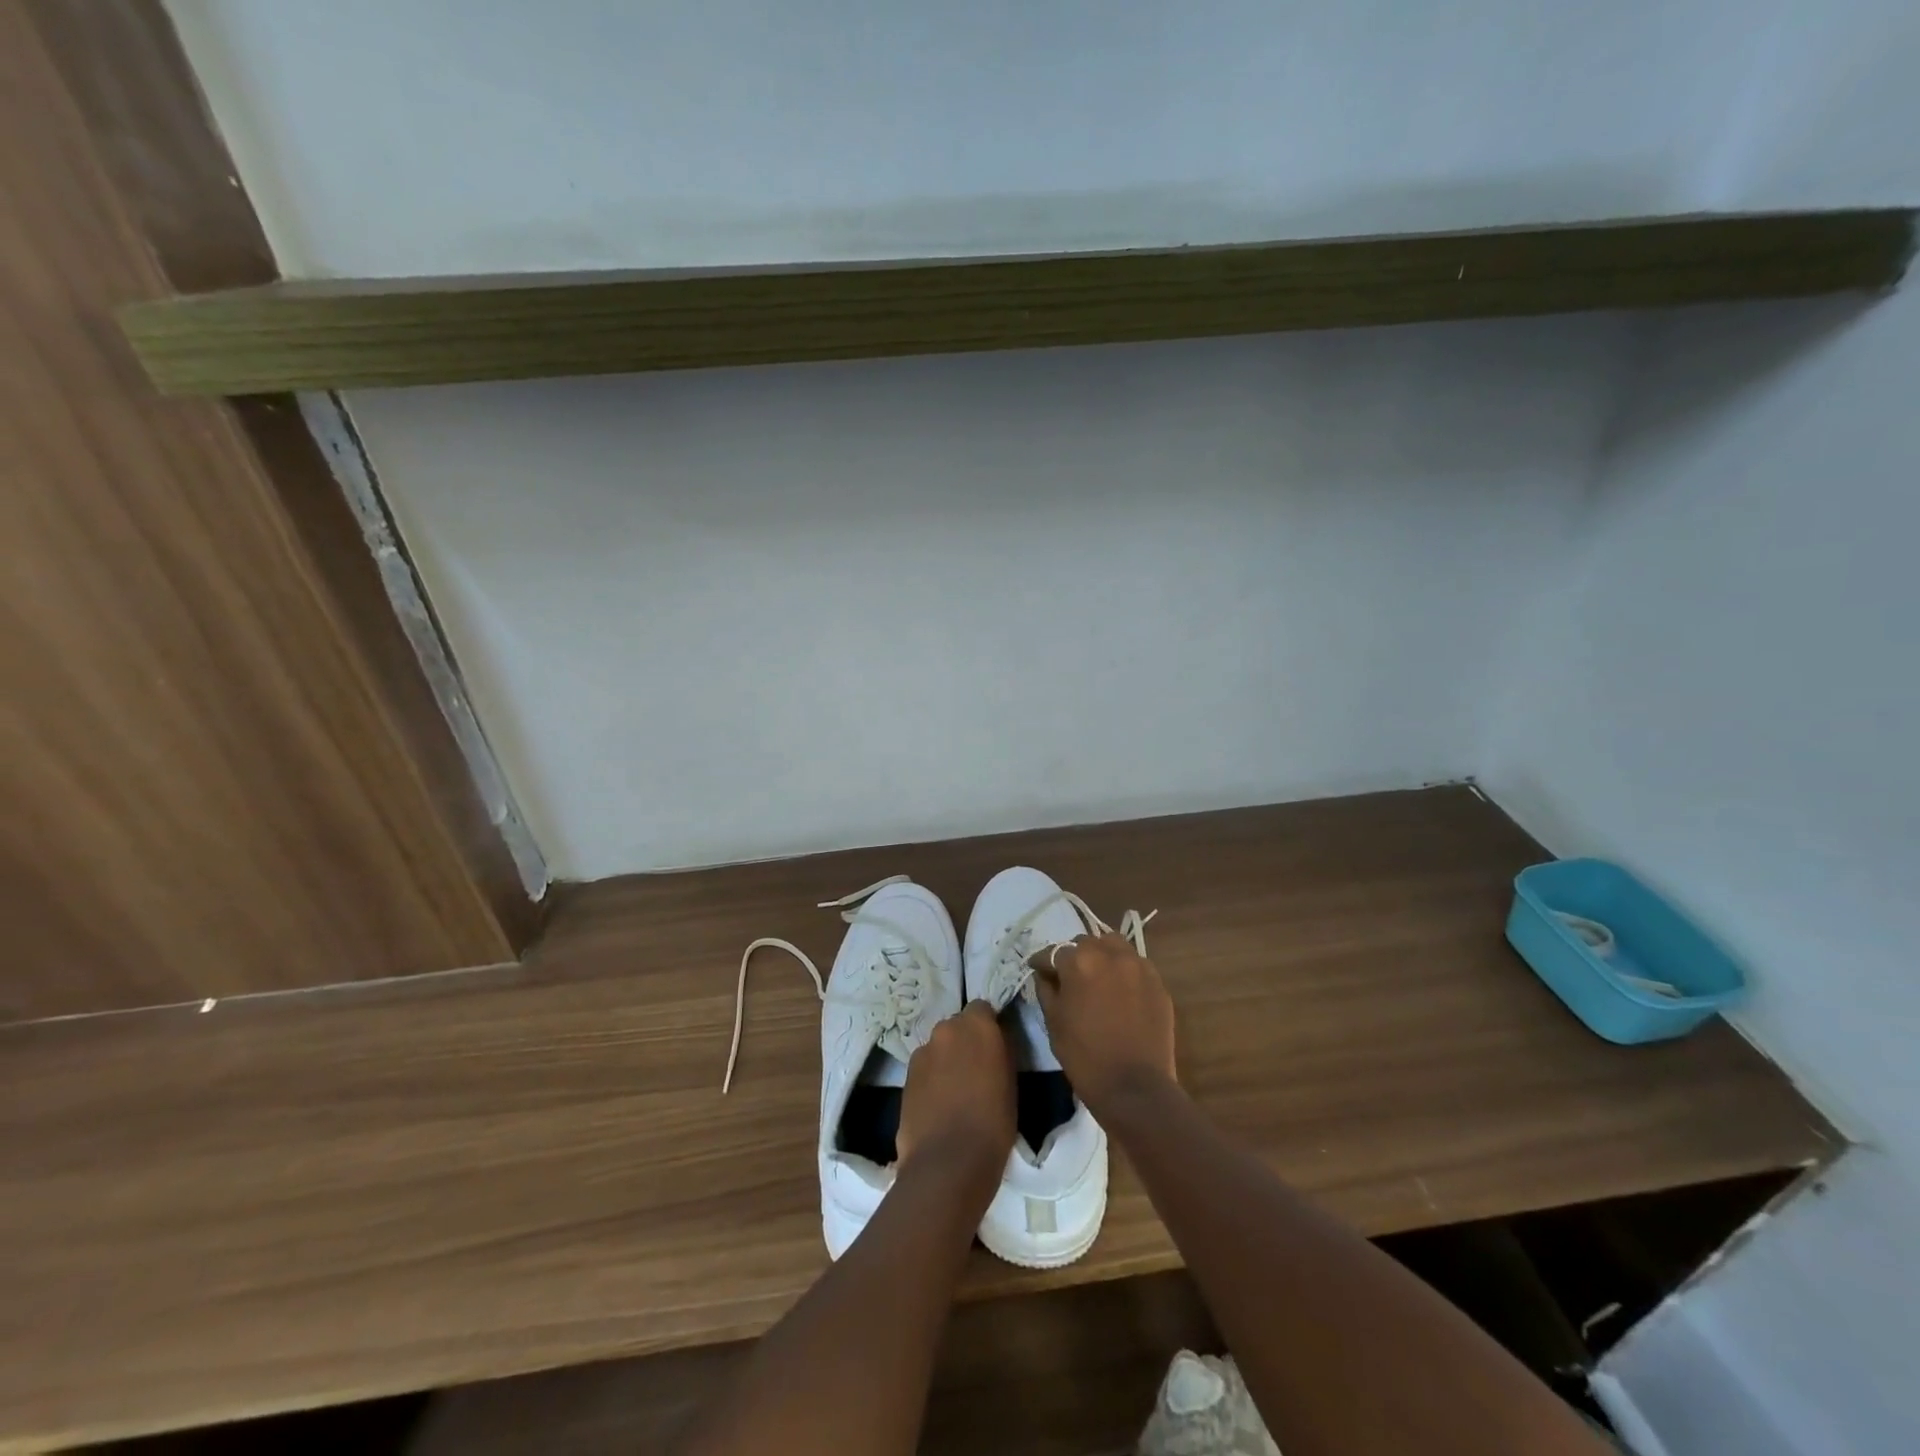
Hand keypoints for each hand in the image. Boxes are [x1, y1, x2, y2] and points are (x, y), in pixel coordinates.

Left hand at [897, 1000, 1014, 1191]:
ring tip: (955, 1093)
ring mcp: (922, 1052)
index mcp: (977, 1025)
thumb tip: (994, 1044)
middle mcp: (946, 1029)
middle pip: (957, 1026)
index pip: (982, 1009)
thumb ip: (1000, 1052)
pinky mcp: (905, 1076)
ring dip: (946, 1060)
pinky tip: (938, 1106)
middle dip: (965, 1042)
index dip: (988, 1026)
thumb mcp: (1011, 1082)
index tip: (994, 1048)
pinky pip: (924, 1069)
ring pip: (938, 1048)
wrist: (948, 1162)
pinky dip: (931, 1079)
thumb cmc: (994, 1123)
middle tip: (976, 1071)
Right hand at [1031, 932, 1177, 1113]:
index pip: (1053, 952)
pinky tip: (1120, 991)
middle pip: (1085, 943)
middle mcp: (1110, 954)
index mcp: (1079, 961)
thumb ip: (1046, 990)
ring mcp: (1138, 966)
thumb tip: (1045, 975)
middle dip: (1073, 955)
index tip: (1037, 970)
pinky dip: (1124, 970)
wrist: (1135, 1087)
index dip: (1042, 962)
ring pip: (1114, 946)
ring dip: (1102, 954)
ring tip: (1097, 976)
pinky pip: (1136, 965)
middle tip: (1069, 976)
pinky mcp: (1158, 982)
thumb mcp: (1053, 1022)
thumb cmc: (1085, 1056)